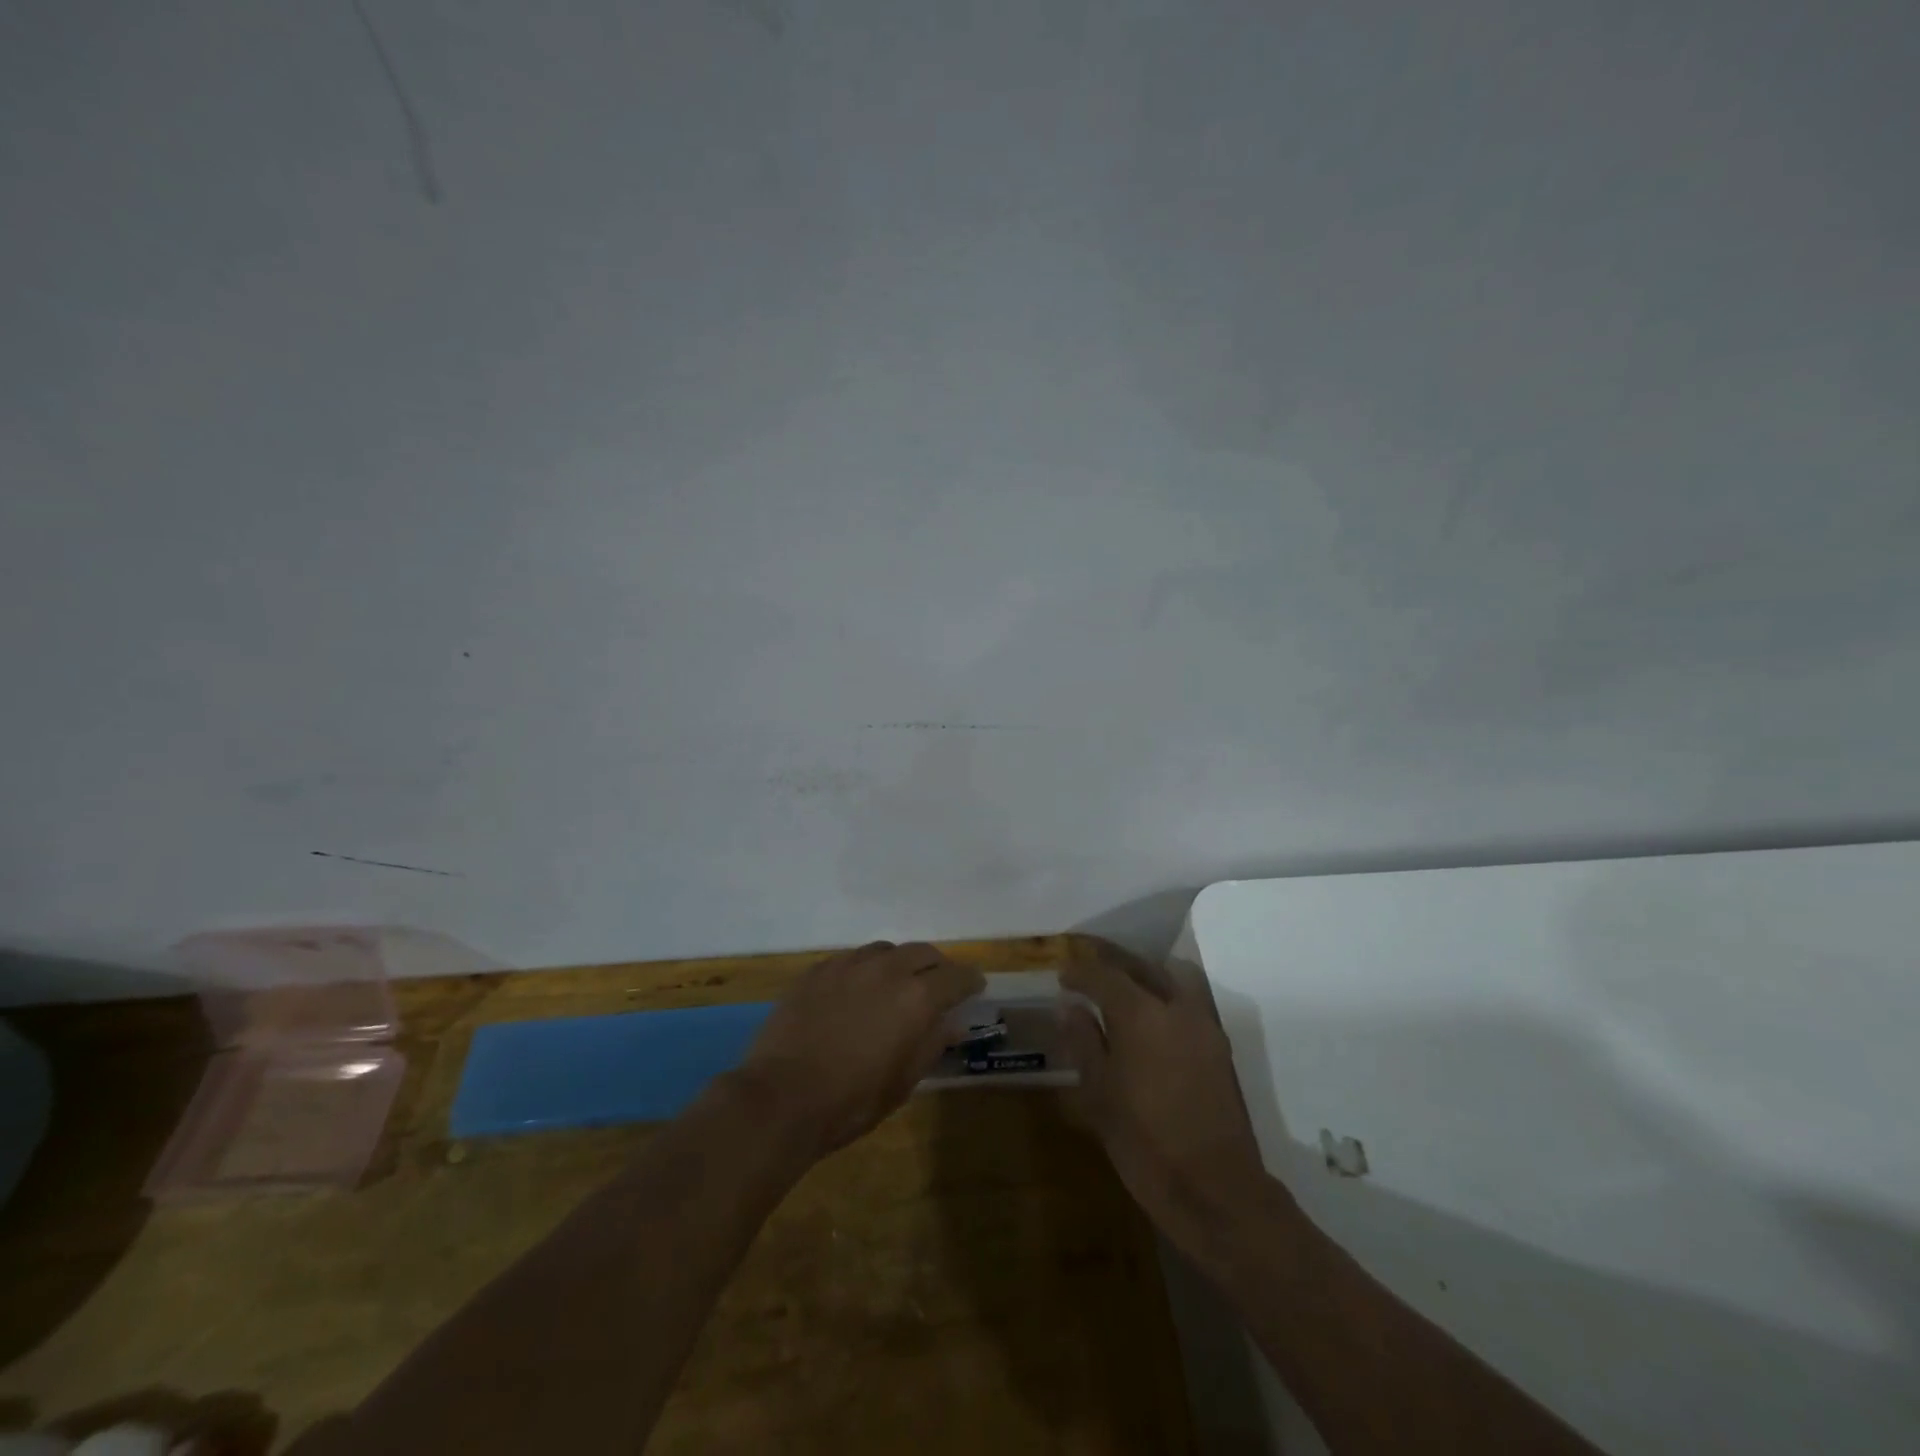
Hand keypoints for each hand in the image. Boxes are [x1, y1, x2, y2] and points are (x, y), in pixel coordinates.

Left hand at [734, 941, 982, 1157]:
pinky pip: (851, 959)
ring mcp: (848, 965)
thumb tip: (952, 1023)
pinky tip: (856, 990)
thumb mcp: (903, 1081)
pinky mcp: (817, 970)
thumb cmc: (852, 1100)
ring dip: (899, 963)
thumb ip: (931, 1043)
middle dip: (936, 967)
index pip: (956, 976)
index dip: (969, 980)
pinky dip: (864, 969)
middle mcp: (886, 969)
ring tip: (895, 984)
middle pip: (922, 952)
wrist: (781, 1097)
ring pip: (885, 950)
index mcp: (916, 997)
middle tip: (938, 985)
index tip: (975, 986)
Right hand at [1059, 938, 1268, 1258]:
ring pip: (1168, 979)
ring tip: (1117, 985)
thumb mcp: (1099, 1094)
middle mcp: (1175, 1007)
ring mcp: (1203, 1024)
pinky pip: (1186, 1001)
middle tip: (1087, 962)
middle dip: (1111, 960)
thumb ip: (1084, 1041)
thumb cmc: (1145, 1143)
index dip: (1080, 971)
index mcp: (1140, 1014)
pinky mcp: (1218, 1045)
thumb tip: (1070, 1006)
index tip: (1062, 975)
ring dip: (1141, 973)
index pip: (1104, 974)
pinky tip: (1147, 1016)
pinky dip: (1162, 994)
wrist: (1215, 1189)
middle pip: (1140, 966)